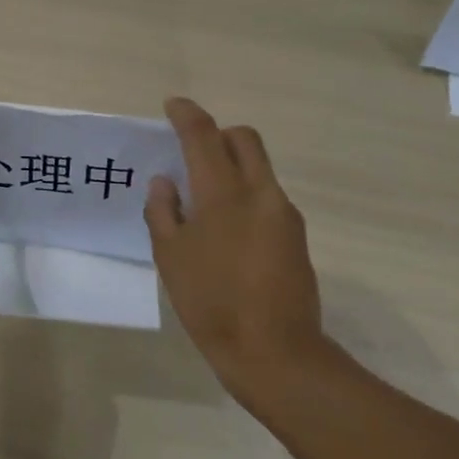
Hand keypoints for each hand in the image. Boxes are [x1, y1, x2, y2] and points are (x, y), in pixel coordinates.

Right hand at [146, 98, 329, 405]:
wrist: (275, 353)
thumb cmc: (211, 302)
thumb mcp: (170, 258)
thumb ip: (163, 212)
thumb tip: (165, 183)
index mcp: (223, 194)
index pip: (204, 136)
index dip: (187, 115)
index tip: (173, 105)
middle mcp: (260, 193)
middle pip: (244, 139)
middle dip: (218, 133)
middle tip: (192, 151)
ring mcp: (283, 214)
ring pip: (259, 167)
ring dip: (232, 166)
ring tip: (204, 199)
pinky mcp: (296, 236)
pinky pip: (267, 196)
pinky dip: (244, 194)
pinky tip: (225, 229)